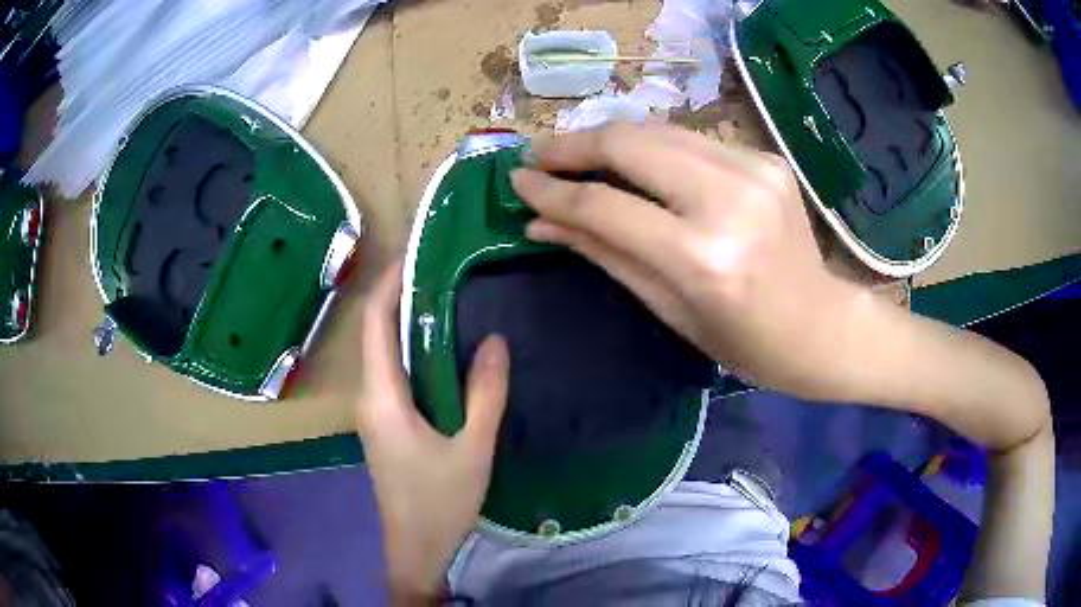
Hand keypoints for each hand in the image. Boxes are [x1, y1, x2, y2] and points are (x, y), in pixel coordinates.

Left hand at [356, 261, 509, 603]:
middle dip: (399, 295)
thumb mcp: (472, 448)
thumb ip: (485, 394)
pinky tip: (440, 349)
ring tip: (443, 296)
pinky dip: (411, 351)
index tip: (415, 252)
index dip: (390, 283)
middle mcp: (370, 398)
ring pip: (383, 354)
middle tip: (439, 267)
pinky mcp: (384, 425)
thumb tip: (496, 340)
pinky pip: (392, 375)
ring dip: (405, 322)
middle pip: (375, 333)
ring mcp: (374, 413)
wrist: (415, 548)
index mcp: (383, 397)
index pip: (374, 324)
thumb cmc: (440, 502)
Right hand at [512, 122, 858, 399]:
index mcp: (704, 258)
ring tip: (575, 154)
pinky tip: (636, 164)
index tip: (517, 180)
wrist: (822, 325)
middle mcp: (730, 200)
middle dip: (574, 144)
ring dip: (609, 139)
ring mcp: (754, 170)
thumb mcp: (670, 310)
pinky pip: (691, 141)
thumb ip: (604, 254)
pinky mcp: (766, 159)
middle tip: (539, 156)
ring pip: (658, 131)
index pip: (606, 206)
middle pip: (631, 144)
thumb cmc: (744, 340)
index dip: (553, 191)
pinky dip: (653, 148)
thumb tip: (540, 223)